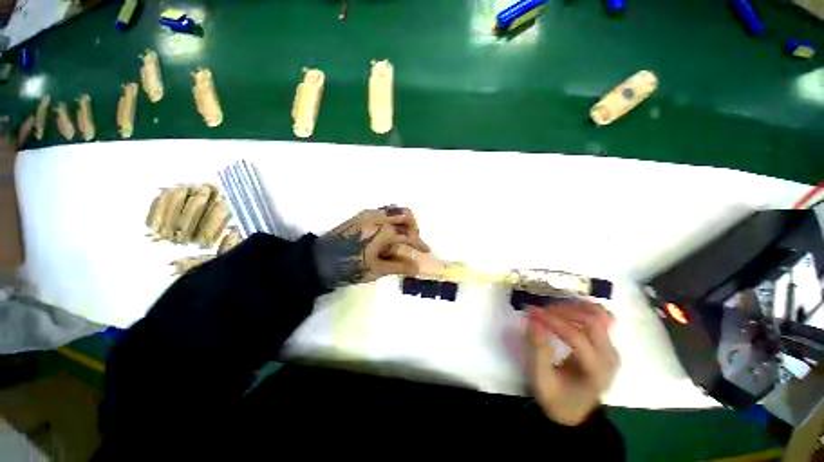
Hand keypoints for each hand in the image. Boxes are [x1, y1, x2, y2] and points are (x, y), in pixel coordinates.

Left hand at [313, 207, 429, 287]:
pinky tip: (387, 233)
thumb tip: (417, 267)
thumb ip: (399, 266)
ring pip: (393, 209)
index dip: (419, 244)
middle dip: (413, 226)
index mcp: (384, 230)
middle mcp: (378, 217)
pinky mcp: (360, 215)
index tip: (426, 251)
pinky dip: (391, 219)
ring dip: (402, 220)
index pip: (409, 235)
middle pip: (405, 213)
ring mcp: (368, 214)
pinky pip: (382, 211)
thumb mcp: (376, 270)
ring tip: (401, 236)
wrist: (318, 260)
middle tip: (412, 240)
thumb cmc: (349, 267)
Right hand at [526, 303, 618, 425]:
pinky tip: (568, 312)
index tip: (532, 312)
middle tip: (542, 311)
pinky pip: (602, 318)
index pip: (576, 336)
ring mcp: (611, 349)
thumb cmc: (556, 398)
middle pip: (593, 321)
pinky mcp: (608, 344)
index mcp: (594, 371)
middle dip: (564, 310)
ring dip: (575, 307)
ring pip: (600, 315)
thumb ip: (538, 350)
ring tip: (554, 310)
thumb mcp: (541, 379)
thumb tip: (533, 319)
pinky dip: (584, 310)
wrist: (576, 413)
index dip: (552, 320)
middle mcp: (609, 357)